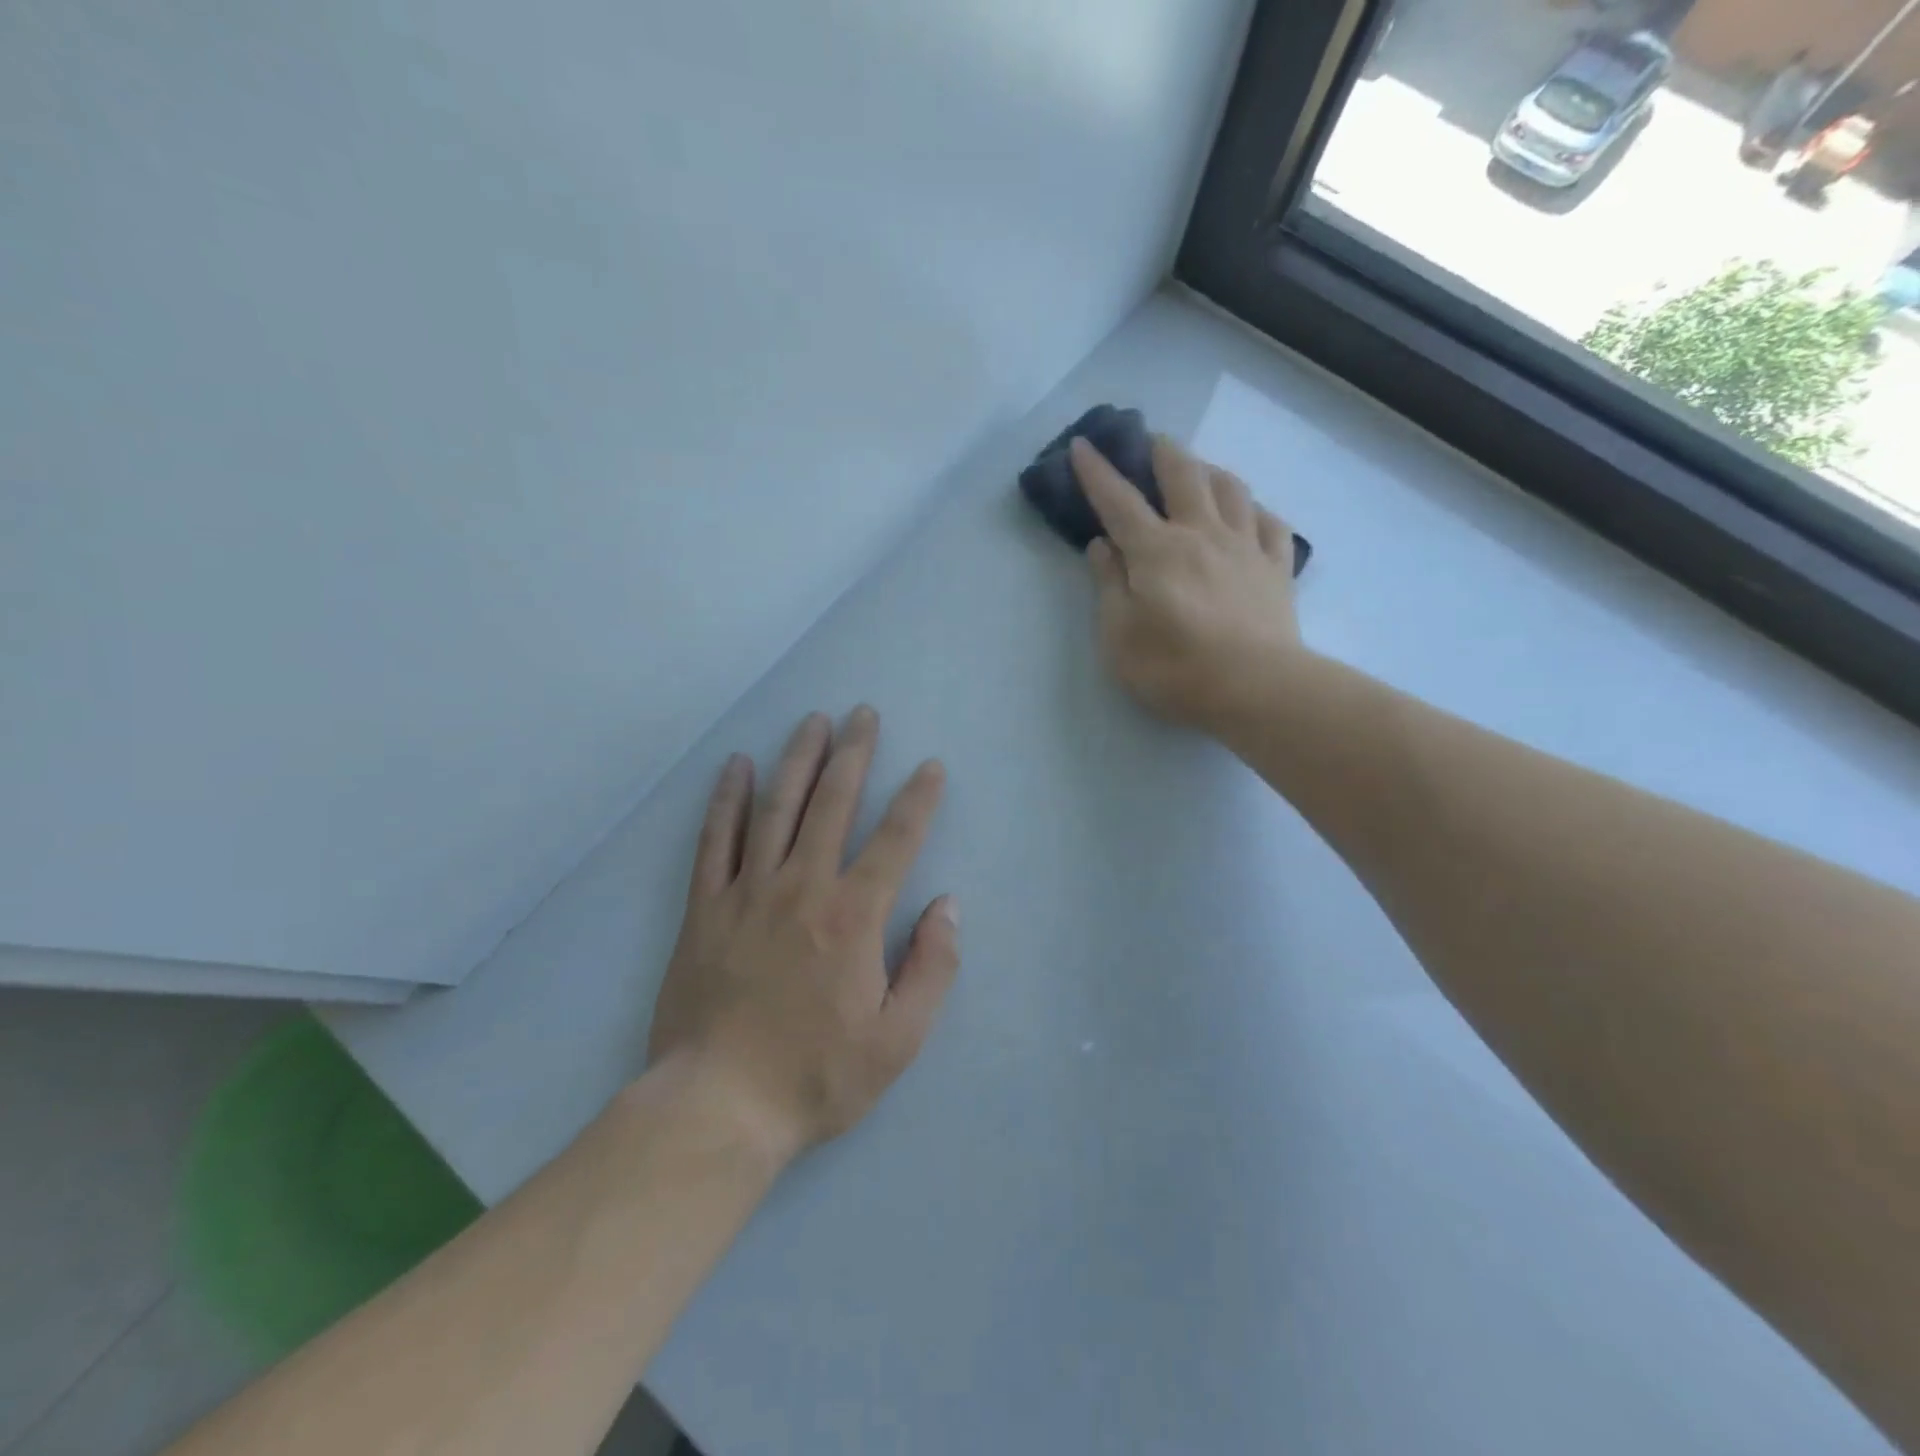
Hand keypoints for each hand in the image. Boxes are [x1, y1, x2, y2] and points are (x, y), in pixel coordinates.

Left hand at [646, 708, 958, 1163]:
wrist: (717, 1107)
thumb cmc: (816, 1075)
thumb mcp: (899, 1039)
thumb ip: (932, 967)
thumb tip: (947, 905)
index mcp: (853, 917)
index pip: (895, 840)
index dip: (918, 799)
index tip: (931, 766)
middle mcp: (802, 888)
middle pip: (832, 804)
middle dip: (854, 754)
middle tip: (863, 713)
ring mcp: (747, 892)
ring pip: (776, 809)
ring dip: (798, 760)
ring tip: (813, 721)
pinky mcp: (704, 908)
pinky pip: (715, 840)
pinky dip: (727, 799)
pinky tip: (737, 766)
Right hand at [1071, 435, 1303, 733]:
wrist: (1256, 689)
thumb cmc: (1175, 668)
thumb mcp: (1119, 636)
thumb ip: (1109, 586)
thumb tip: (1102, 546)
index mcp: (1156, 551)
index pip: (1119, 501)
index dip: (1097, 472)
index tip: (1083, 444)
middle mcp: (1201, 534)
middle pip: (1183, 475)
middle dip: (1162, 452)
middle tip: (1151, 441)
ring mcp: (1245, 547)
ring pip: (1231, 489)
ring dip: (1210, 470)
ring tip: (1200, 471)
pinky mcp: (1277, 568)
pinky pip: (1270, 524)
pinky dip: (1255, 511)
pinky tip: (1249, 515)